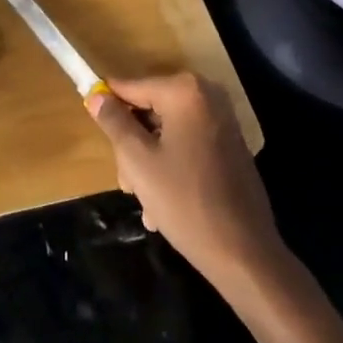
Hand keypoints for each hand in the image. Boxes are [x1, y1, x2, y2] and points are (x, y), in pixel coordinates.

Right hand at [87, 73, 284, 286]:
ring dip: (149, 161)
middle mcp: (207, 96)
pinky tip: (164, 203)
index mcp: (184, 92)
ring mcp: (222, 122)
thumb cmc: (185, 202)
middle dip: (133, 145)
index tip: (97, 133)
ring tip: (145, 202)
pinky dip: (172, 166)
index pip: (130, 87)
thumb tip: (97, 96)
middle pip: (149, 110)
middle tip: (126, 183)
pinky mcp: (231, 146)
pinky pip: (188, 145)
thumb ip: (114, 122)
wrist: (246, 255)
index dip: (108, 109)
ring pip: (167, 131)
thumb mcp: (137, 161)